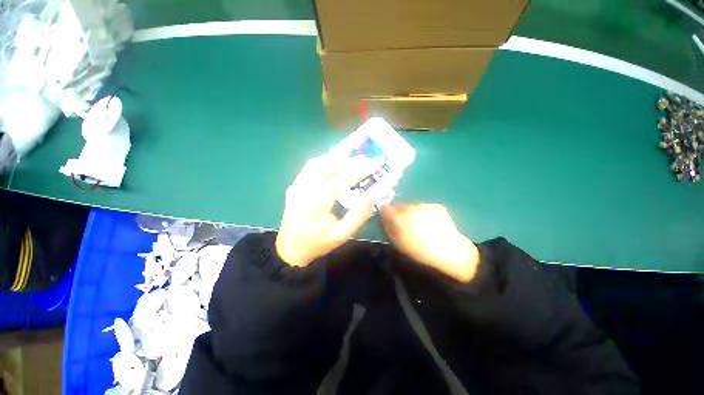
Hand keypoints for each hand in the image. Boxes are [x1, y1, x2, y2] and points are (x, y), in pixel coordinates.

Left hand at [276, 155, 382, 266]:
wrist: (290, 249)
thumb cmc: (318, 243)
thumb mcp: (342, 235)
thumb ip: (358, 215)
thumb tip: (372, 194)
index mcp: (317, 203)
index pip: (341, 178)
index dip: (361, 168)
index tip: (376, 162)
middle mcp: (304, 189)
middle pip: (328, 164)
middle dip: (350, 159)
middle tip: (366, 159)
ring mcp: (296, 185)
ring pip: (317, 162)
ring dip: (337, 158)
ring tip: (353, 161)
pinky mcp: (294, 185)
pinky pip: (310, 167)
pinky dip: (325, 162)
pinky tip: (335, 166)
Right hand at [380, 203, 479, 282]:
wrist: (449, 252)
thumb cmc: (419, 251)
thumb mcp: (398, 244)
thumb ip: (388, 229)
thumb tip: (384, 220)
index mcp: (399, 217)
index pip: (385, 208)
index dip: (385, 214)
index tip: (387, 220)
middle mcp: (410, 207)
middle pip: (398, 205)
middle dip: (398, 212)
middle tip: (404, 224)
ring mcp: (424, 205)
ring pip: (411, 205)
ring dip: (411, 212)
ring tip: (419, 225)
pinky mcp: (436, 206)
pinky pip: (424, 208)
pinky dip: (424, 213)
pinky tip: (431, 224)